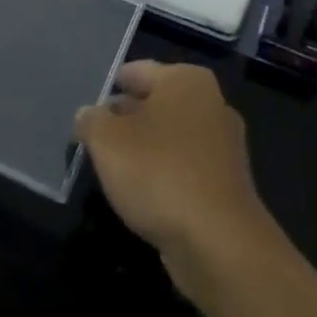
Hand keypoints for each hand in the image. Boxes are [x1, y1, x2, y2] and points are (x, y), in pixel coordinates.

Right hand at [74, 61, 278, 303]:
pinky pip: (185, 167)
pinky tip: (145, 196)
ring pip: (170, 137)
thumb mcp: (106, 140)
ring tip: (116, 171)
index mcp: (185, 80)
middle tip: (96, 142)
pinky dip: (165, 175)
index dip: (107, 91)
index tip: (88, 115)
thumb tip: (89, 115)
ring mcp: (224, 144)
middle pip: (154, 103)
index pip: (135, 72)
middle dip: (125, 120)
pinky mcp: (228, 183)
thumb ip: (91, 120)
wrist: (219, 244)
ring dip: (144, 150)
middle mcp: (211, 103)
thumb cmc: (158, 173)